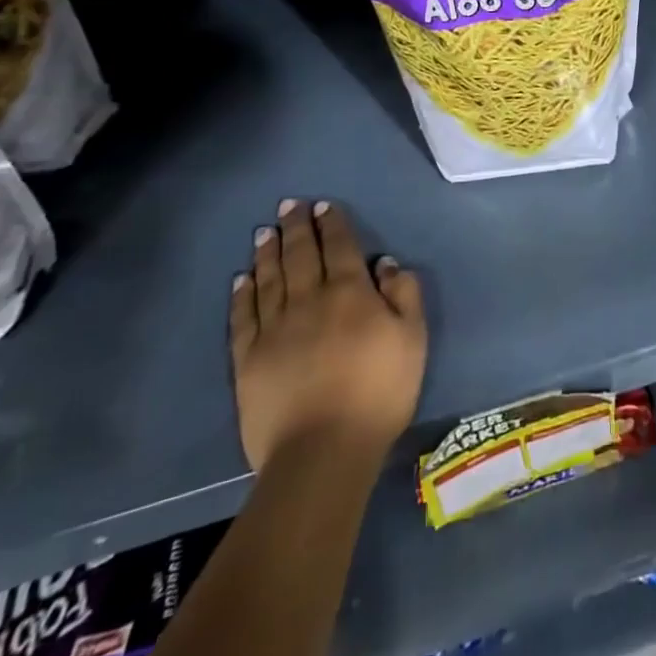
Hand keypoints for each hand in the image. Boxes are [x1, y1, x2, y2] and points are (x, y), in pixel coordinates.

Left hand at [230, 199, 426, 473]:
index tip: (322, 206)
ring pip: (269, 279)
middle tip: (289, 205)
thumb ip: (404, 294)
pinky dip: (242, 294)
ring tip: (265, 231)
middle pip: (299, 255)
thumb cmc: (379, 391)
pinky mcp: (248, 359)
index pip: (338, 246)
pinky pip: (243, 317)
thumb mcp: (413, 338)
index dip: (331, 224)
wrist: (323, 451)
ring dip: (268, 252)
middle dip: (296, 227)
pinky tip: (242, 279)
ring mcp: (274, 329)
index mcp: (349, 291)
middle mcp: (308, 299)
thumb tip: (386, 264)